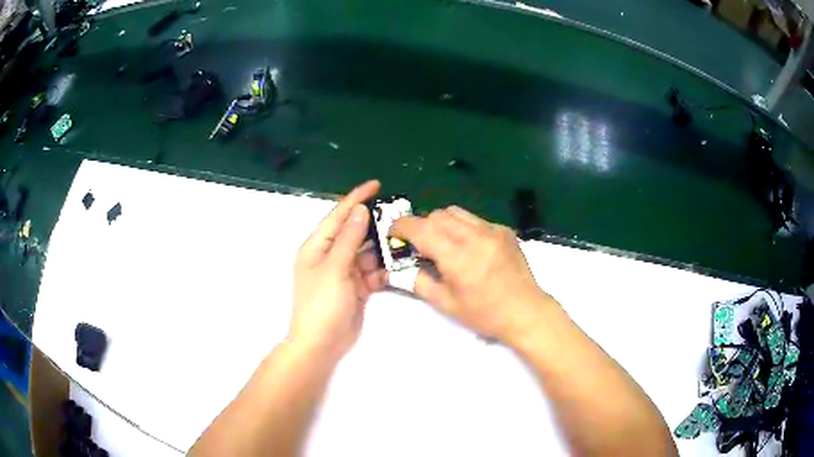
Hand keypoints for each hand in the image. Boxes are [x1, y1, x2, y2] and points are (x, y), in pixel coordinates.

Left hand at [288, 180, 386, 361]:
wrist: (321, 344)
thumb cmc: (322, 304)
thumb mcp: (334, 268)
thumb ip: (348, 239)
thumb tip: (360, 211)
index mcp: (317, 247)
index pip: (338, 216)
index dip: (356, 199)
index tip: (377, 184)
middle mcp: (330, 256)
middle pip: (355, 233)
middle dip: (375, 225)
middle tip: (400, 216)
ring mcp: (344, 273)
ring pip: (367, 253)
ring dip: (382, 249)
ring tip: (404, 241)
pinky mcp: (357, 288)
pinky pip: (372, 273)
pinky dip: (383, 271)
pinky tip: (396, 268)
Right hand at [390, 206, 555, 341]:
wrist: (525, 311)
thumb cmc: (485, 314)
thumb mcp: (446, 304)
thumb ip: (419, 281)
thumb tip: (403, 266)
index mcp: (458, 258)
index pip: (421, 228)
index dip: (402, 226)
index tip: (394, 233)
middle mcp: (475, 237)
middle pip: (437, 215)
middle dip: (423, 226)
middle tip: (421, 246)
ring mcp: (493, 230)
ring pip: (456, 212)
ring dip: (443, 223)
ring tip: (445, 244)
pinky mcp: (504, 230)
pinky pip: (475, 219)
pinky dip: (464, 228)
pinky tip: (470, 248)